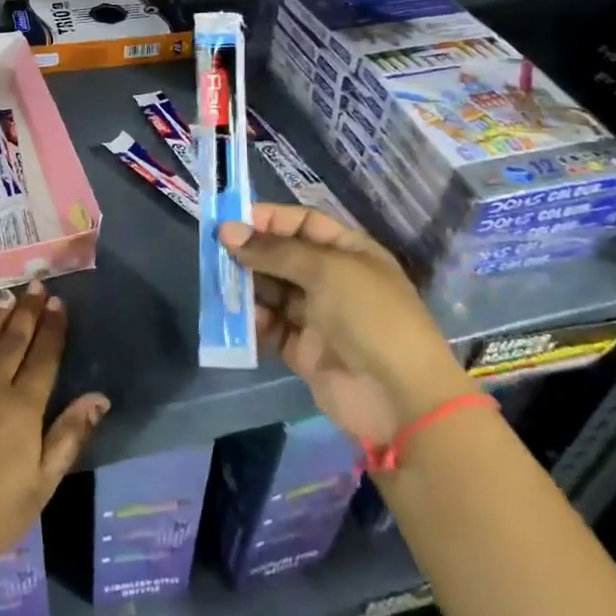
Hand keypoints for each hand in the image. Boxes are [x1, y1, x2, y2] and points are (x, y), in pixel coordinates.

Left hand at [0, 282, 108, 567]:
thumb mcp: (41, 486)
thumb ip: (68, 436)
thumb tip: (99, 397)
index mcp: (23, 409)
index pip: (43, 358)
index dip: (52, 329)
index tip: (57, 303)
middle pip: (13, 341)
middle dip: (27, 311)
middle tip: (35, 284)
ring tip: (8, 294)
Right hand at [219, 204, 471, 446]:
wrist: (400, 397)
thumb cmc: (369, 316)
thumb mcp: (325, 270)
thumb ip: (274, 251)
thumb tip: (227, 231)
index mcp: (348, 252)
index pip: (302, 223)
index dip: (268, 219)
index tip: (230, 221)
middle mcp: (332, 280)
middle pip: (282, 257)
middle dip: (250, 254)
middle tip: (215, 254)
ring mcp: (318, 316)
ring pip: (271, 292)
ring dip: (246, 288)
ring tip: (221, 286)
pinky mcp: (303, 350)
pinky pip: (271, 327)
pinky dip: (254, 322)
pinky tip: (242, 321)